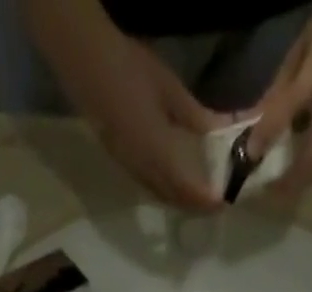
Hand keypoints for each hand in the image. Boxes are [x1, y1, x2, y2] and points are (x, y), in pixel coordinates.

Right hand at [26, 0, 223, 208]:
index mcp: (157, 154)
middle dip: (196, 205)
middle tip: (215, 202)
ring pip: (161, 195)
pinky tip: (175, 181)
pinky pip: (149, 186)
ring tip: (198, 195)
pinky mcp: (122, 162)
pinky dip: (166, 189)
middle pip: (174, 199)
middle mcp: (143, 171)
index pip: (188, 189)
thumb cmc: (130, 70)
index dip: (207, 200)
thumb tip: (218, 133)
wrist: (87, 65)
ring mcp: (130, 169)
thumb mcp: (170, 91)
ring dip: (180, 200)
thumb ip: (195, 117)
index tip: (224, 203)